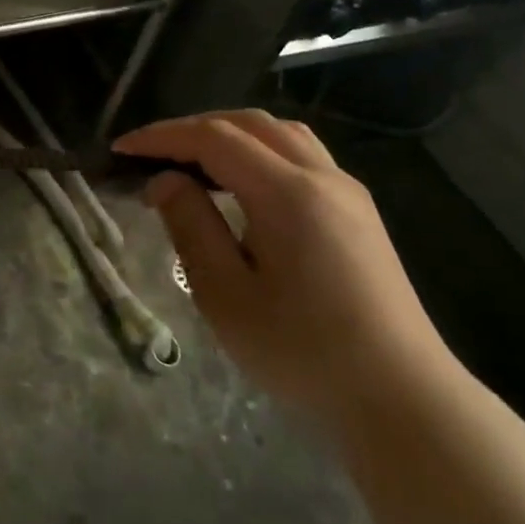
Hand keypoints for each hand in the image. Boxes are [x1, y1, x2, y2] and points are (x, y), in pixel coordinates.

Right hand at [115, 109, 458, 432]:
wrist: (402, 400)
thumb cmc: (303, 352)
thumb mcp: (225, 294)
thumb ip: (191, 226)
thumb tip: (165, 181)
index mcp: (288, 193)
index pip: (213, 138)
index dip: (162, 136)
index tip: (122, 149)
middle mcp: (322, 177)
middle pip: (249, 123)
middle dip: (193, 128)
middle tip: (152, 153)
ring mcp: (348, 192)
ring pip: (281, 134)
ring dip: (230, 134)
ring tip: (192, 161)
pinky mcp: (359, 213)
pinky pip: (302, 155)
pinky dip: (259, 150)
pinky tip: (241, 184)